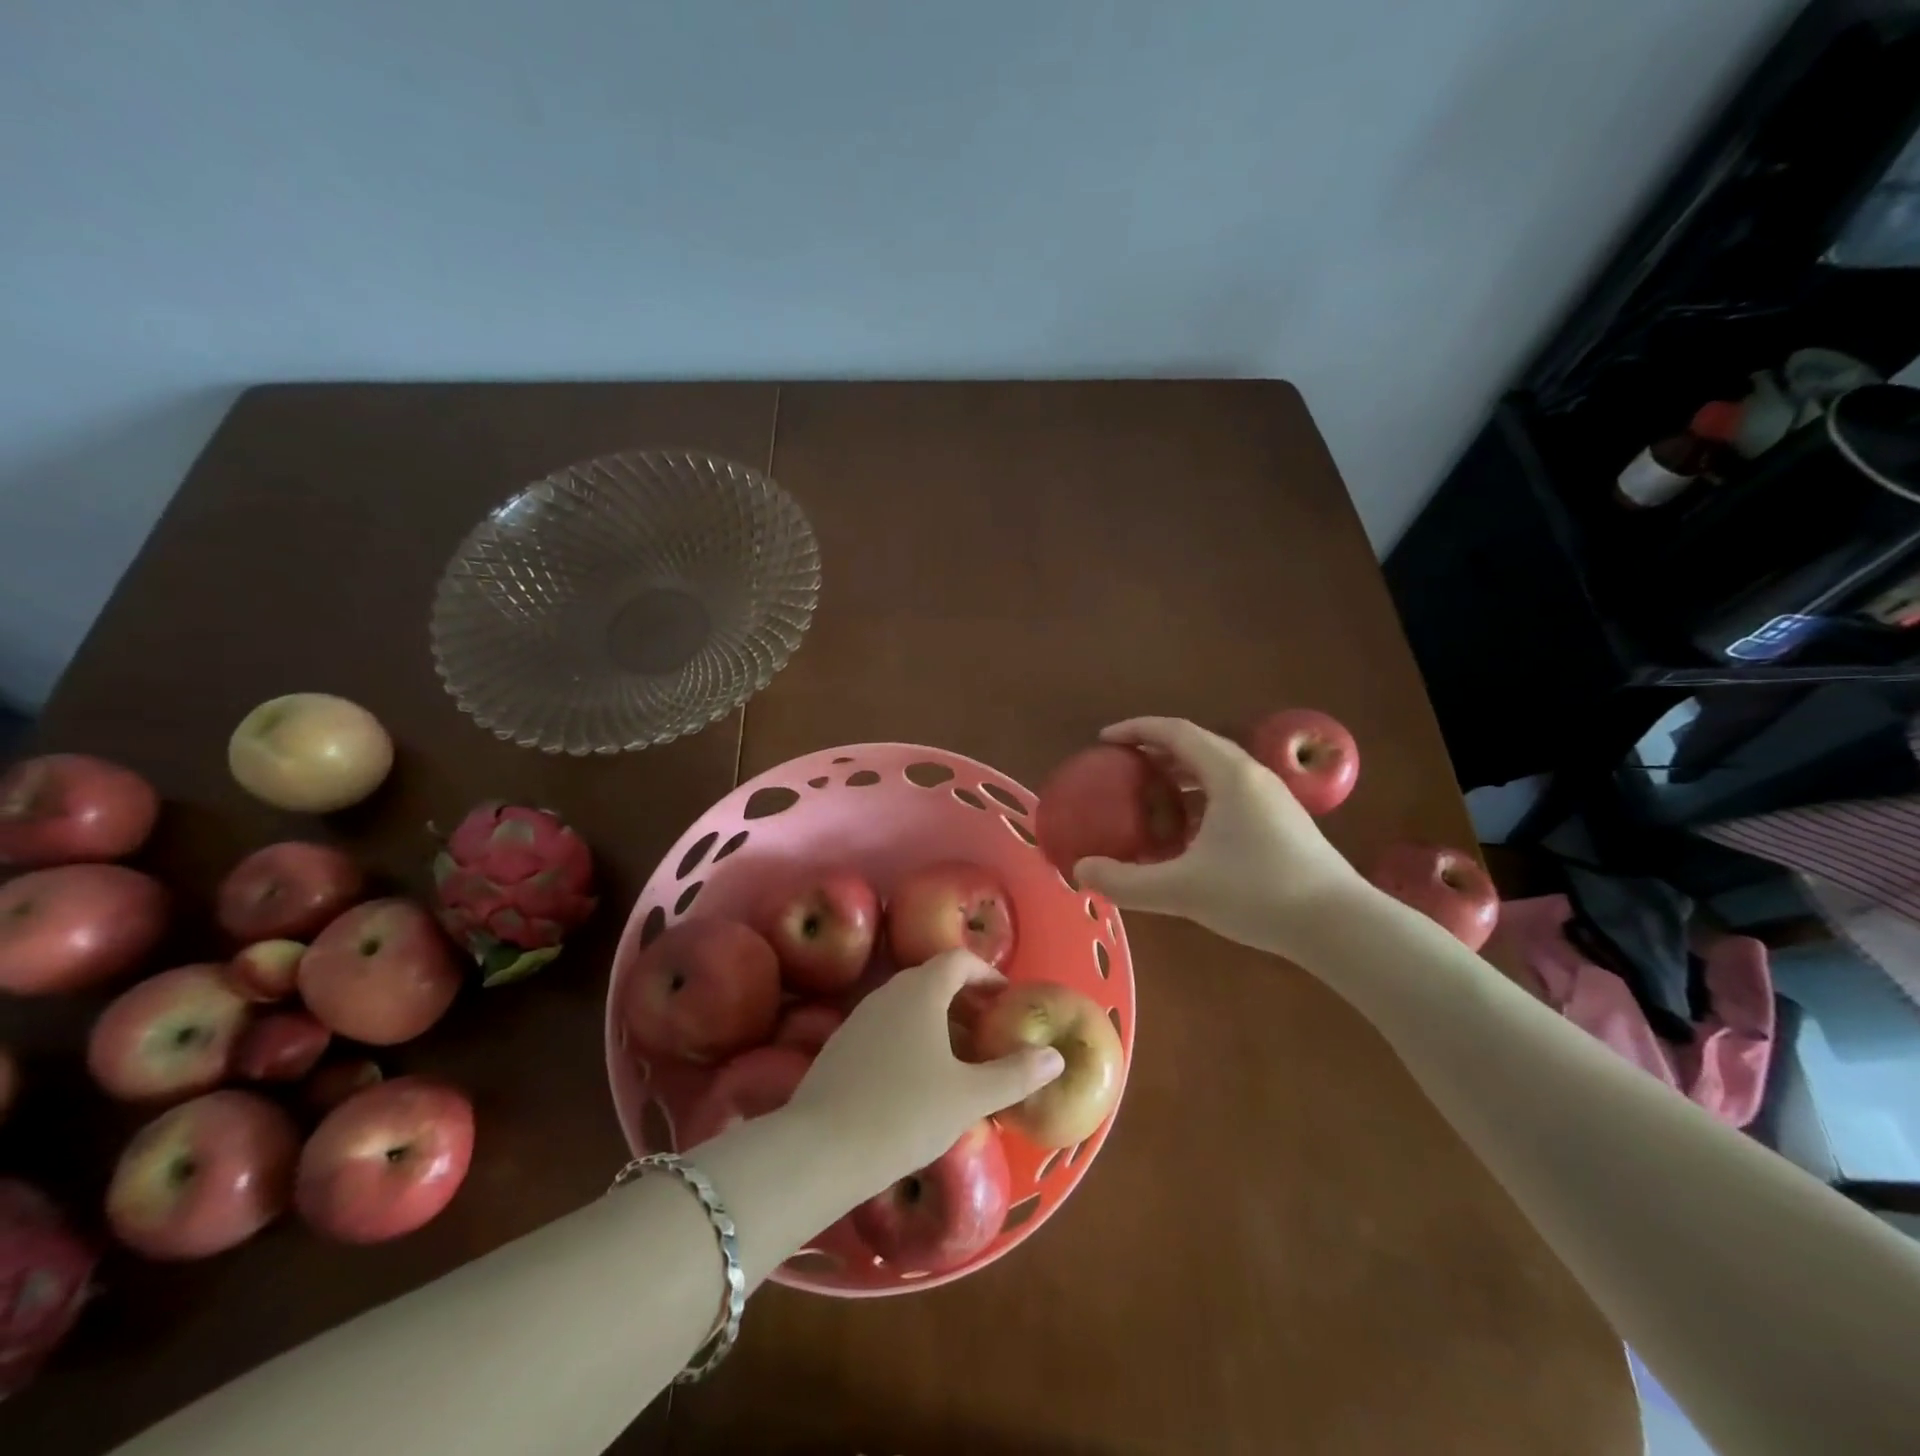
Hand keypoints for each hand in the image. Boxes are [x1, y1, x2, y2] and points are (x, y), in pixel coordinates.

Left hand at [787, 951, 1063, 1190]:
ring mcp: (859, 1019)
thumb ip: (1015, 1074)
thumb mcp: (969, 1097)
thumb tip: (1055, 1056)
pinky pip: (886, 1029)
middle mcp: (887, 993)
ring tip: (958, 1060)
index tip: (1004, 999)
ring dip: (937, 1022)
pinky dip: (910, 1039)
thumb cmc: (905, 1113)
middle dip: (963, 999)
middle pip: (931, 980)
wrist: (821, 1150)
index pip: (957, 960)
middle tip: (988, 1031)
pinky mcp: (840, 1047)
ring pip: (907, 1006)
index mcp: (920, 991)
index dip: (985, 974)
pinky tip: (917, 1082)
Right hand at [1073, 716, 1365, 959]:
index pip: (1175, 732)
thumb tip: (1079, 872)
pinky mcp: (1283, 822)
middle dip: (1155, 751)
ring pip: (1216, 772)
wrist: (1340, 925)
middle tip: (1122, 767)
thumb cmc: (1258, 894)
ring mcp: (1272, 799)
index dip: (1136, 729)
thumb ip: (1125, 881)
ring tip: (1149, 798)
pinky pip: (1230, 795)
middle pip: (1196, 747)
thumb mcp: (1182, 890)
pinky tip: (1187, 835)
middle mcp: (1252, 776)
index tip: (1104, 739)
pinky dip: (1200, 800)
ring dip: (1179, 777)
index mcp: (1229, 775)